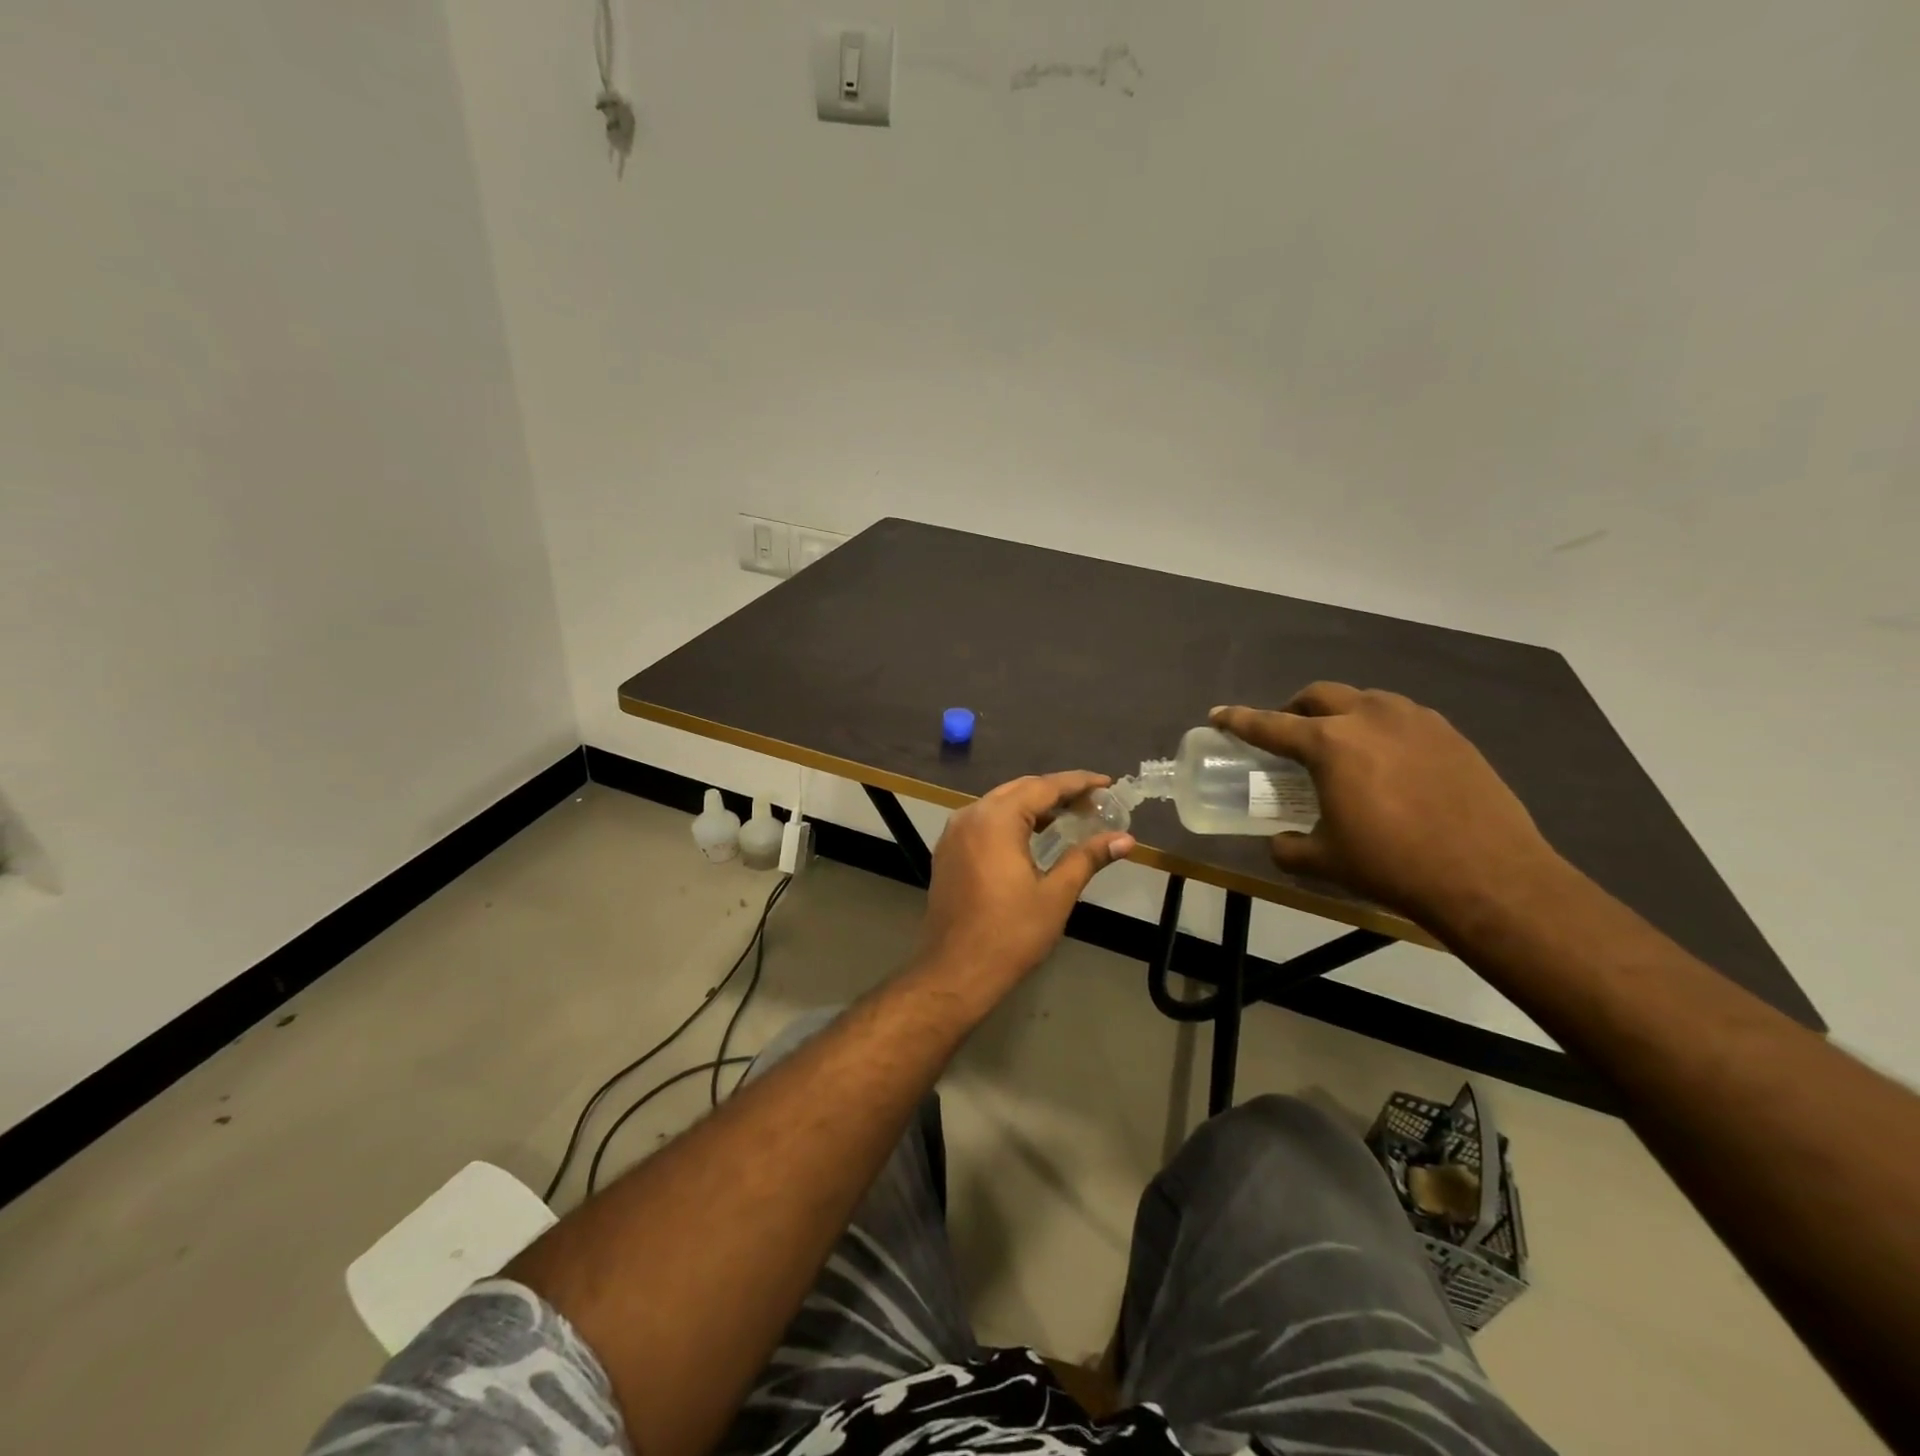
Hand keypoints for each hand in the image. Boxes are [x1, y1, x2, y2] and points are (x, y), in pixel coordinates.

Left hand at [914, 772, 1135, 991]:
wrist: (955, 971)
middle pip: (1019, 790)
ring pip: (999, 804)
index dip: (1078, 783)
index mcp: (996, 820)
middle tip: (1092, 803)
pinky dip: (1011, 821)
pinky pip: (984, 822)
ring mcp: (954, 833)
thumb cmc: (1010, 934)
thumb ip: (1088, 858)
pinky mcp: (948, 852)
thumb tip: (1125, 839)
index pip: (1043, 787)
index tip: (1106, 783)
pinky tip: (1033, 836)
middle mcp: (970, 816)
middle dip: (1056, 792)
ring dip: (1033, 806)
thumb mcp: (1056, 895)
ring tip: (1069, 816)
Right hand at [1213, 685, 1563, 930]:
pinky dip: (1380, 728)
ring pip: (1364, 699)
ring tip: (1341, 745)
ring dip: (1341, 713)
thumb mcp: (1325, 861)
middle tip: (1289, 733)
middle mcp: (1369, 717)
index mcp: (1329, 744)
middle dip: (1295, 708)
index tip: (1219, 714)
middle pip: (1319, 695)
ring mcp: (1415, 721)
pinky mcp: (1450, 734)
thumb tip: (1277, 842)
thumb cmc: (1392, 865)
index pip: (1270, 725)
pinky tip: (1388, 759)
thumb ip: (1288, 847)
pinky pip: (1402, 717)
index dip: (1239, 720)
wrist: (1489, 876)